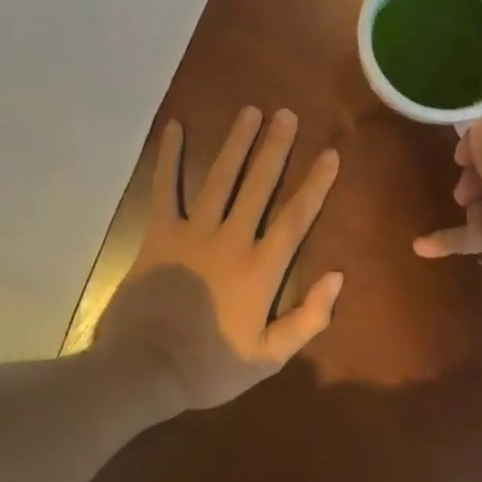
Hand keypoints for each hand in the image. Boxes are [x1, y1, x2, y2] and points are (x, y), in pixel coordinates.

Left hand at [98, 107, 342, 410]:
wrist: (144, 369)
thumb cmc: (210, 366)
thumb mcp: (268, 357)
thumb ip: (308, 318)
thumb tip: (337, 277)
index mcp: (261, 268)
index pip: (296, 216)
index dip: (316, 183)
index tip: (330, 154)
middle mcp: (231, 239)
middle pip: (259, 184)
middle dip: (276, 147)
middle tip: (287, 114)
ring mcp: (193, 231)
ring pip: (220, 177)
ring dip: (236, 142)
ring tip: (250, 111)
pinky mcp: (159, 232)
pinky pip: (165, 187)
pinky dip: (170, 156)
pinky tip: (176, 127)